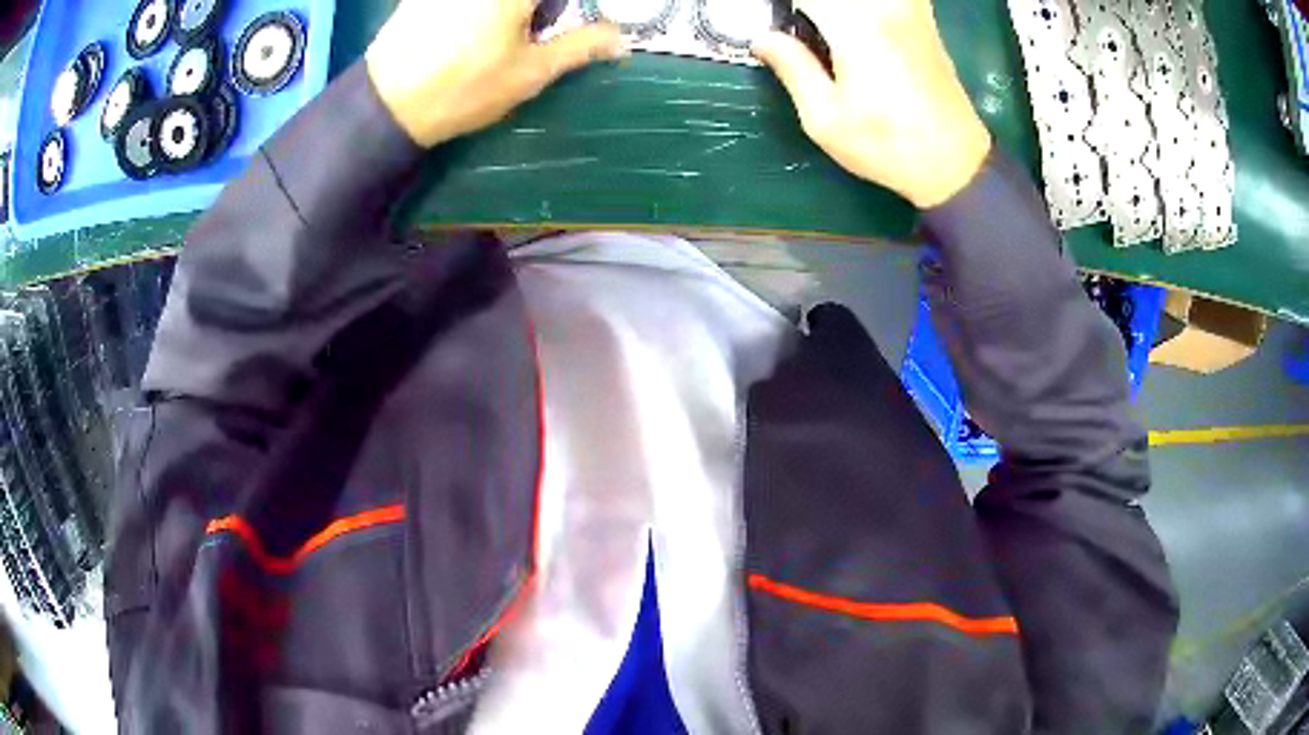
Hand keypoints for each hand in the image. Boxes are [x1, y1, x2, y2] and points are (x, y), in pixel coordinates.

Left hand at [367, 0, 624, 147]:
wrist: (387, 105)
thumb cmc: (465, 89)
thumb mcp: (531, 72)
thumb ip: (581, 47)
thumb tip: (620, 40)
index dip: (560, 11)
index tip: (556, 29)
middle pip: (528, 0)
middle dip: (536, 11)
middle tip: (533, 28)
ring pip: (496, 1)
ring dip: (510, 13)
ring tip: (495, 33)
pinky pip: (461, 3)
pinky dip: (473, 13)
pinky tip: (462, 31)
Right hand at [753, 0, 990, 208]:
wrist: (955, 162)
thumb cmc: (887, 145)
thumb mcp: (825, 118)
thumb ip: (792, 67)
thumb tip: (763, 39)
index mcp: (855, 26)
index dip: (785, 10)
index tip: (776, 30)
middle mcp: (884, 7)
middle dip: (809, 9)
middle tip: (798, 34)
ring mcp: (909, 11)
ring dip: (836, 10)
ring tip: (822, 32)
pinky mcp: (923, 21)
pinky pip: (887, 1)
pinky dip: (863, 11)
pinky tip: (856, 29)